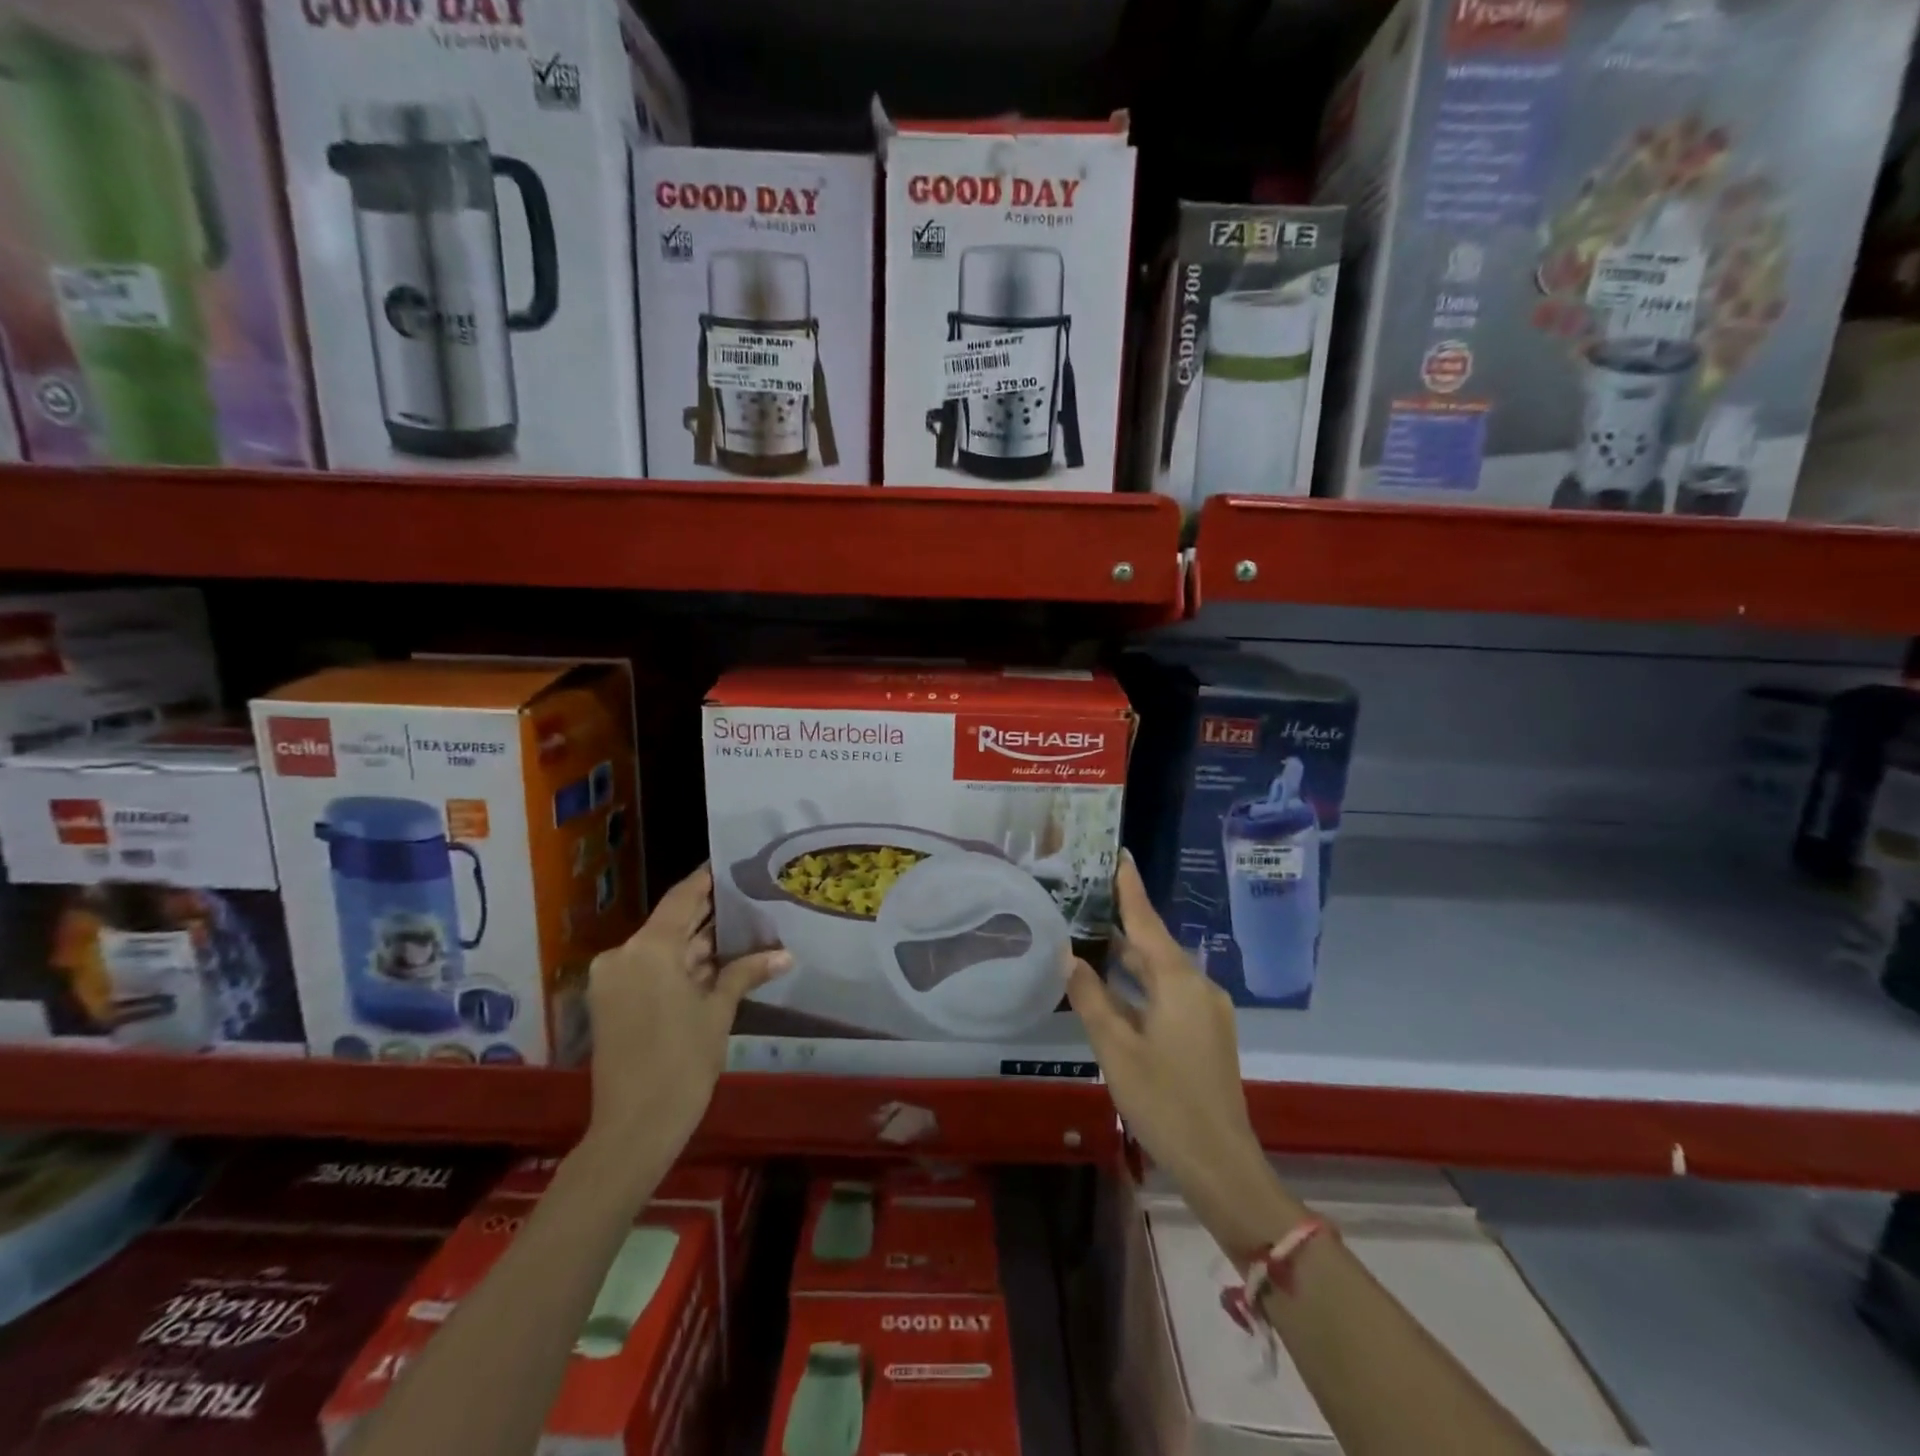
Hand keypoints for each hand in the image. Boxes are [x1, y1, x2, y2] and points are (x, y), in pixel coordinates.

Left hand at [584, 865, 789, 1154]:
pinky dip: (680, 966)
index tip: (733, 863)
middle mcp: (624, 954)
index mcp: (648, 948)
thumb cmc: (681, 1063)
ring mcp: (614, 979)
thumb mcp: (718, 1012)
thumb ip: (745, 972)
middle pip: (672, 922)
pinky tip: (716, 962)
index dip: (708, 880)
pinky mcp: (612, 1001)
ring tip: (742, 929)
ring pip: (662, 948)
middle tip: (749, 899)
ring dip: (697, 944)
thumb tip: (785, 954)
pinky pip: (650, 969)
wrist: (633, 1128)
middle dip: (709, 915)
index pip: (683, 897)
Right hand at [1066, 855, 1298, 1262]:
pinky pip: (1169, 993)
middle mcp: (1198, 986)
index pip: (1147, 921)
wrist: (1221, 1164)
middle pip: (1154, 944)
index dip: (1130, 887)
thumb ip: (1091, 998)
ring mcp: (1206, 1012)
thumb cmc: (1164, 1101)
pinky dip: (1141, 984)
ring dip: (1129, 957)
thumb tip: (1070, 957)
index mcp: (1178, 981)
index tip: (1119, 853)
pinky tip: (1115, 987)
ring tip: (1092, 936)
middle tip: (1087, 897)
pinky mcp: (1207, 1034)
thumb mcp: (1116, 1048)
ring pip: (1161, 971)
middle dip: (1122, 921)